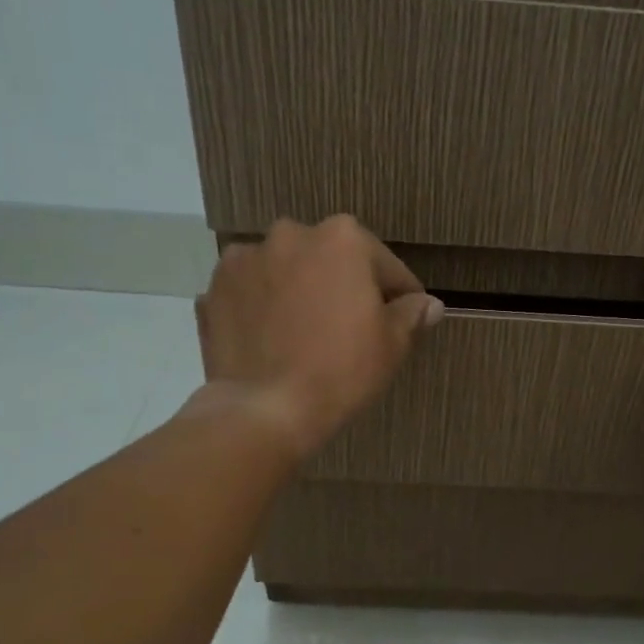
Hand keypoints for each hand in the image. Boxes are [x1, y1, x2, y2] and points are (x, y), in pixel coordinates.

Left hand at [195, 216, 442, 460]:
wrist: (265, 409)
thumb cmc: (341, 370)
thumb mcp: (392, 344)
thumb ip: (411, 314)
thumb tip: (430, 304)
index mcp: (342, 238)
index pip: (385, 267)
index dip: (398, 296)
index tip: (403, 320)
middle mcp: (291, 234)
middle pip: (331, 261)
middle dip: (343, 287)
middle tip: (350, 329)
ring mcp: (245, 259)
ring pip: (287, 272)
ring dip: (299, 291)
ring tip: (304, 334)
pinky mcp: (214, 288)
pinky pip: (251, 292)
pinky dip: (262, 307)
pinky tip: (271, 339)